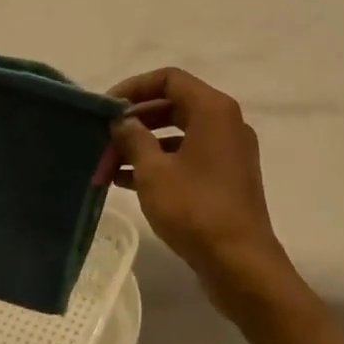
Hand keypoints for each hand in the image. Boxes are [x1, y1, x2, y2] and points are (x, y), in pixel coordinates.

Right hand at [108, 68, 298, 317]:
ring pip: (178, 135)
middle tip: (103, 137)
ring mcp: (228, 152)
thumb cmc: (195, 209)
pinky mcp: (226, 179)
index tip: (107, 107)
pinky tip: (126, 181)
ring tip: (107, 164)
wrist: (240, 264)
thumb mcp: (153, 171)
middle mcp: (225, 124)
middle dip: (135, 121)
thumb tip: (122, 121)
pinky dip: (159, 163)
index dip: (134, 87)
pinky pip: (187, 158)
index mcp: (213, 110)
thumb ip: (133, 137)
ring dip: (143, 145)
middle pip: (173, 106)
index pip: (169, 79)